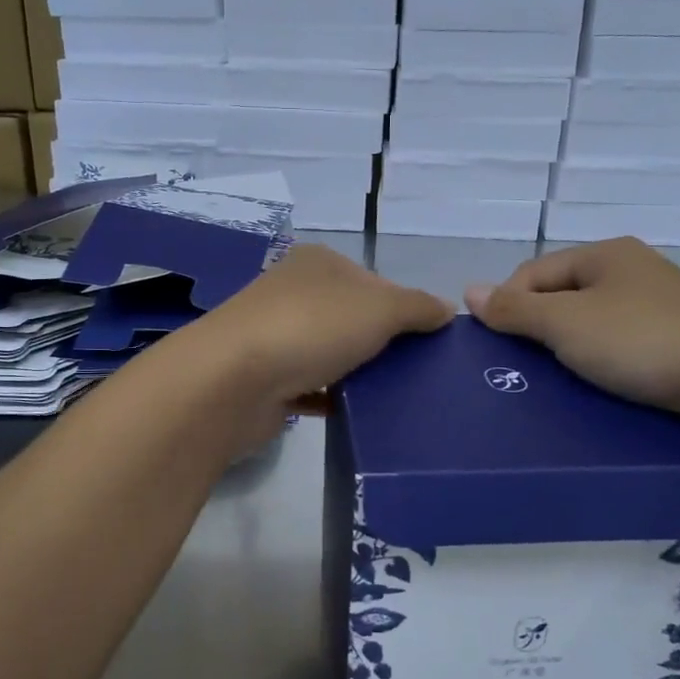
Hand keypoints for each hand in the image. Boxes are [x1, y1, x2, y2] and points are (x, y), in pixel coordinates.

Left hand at [183, 243, 453, 409]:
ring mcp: (275, 336)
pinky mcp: (265, 379)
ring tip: (396, 398)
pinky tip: (357, 414)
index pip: (374, 281)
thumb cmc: (312, 327)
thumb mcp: (380, 307)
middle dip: (383, 344)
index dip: (404, 308)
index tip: (428, 342)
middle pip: (353, 318)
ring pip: (331, 353)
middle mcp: (293, 293)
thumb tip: (446, 310)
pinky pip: (310, 387)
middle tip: (417, 374)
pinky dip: (332, 398)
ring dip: (357, 373)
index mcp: (319, 264)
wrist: (233, 380)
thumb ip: (418, 307)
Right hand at [464, 238, 679, 416]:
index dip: (508, 304)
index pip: (533, 272)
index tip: (499, 347)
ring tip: (556, 381)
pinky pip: (621, 341)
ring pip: (592, 320)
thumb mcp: (566, 323)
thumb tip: (468, 291)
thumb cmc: (640, 341)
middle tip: (524, 367)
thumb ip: (515, 309)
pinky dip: (602, 359)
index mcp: (603, 254)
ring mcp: (658, 301)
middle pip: (562, 294)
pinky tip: (598, 382)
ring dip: (569, 347)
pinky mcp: (678, 334)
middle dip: (538, 328)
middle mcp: (631, 268)